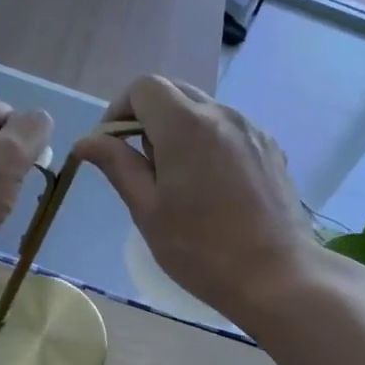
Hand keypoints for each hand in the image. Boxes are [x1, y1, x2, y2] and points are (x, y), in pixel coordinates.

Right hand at [70, 76, 316, 325]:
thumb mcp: (147, 209)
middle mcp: (222, 114)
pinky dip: (207, 141)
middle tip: (142, 165)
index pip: (143, 87)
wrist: (277, 276)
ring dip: (178, 130)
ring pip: (202, 109)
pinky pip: (227, 129)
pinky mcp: (269, 148)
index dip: (120, 109)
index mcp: (186, 125)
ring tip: (177, 180)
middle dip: (147, 118)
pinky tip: (210, 186)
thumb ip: (117, 165)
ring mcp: (251, 129)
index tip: (113, 146)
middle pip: (174, 91)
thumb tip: (87, 141)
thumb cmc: (201, 248)